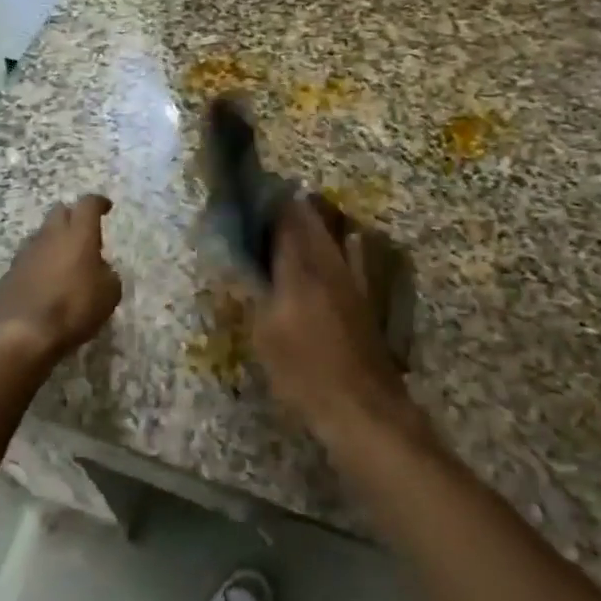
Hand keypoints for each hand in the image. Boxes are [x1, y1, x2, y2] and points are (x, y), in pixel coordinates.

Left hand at [0, 194, 120, 366]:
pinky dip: (37, 266)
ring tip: (62, 262)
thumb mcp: (109, 295)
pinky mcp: (7, 275)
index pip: (88, 204)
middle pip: (59, 212)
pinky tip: (43, 285)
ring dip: (52, 243)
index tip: (105, 207)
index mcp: (78, 235)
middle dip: (72, 217)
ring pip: (40, 236)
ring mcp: (24, 254)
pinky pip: (26, 261)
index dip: (98, 202)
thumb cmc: (73, 310)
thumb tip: (100, 270)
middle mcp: (49, 236)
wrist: (22, 336)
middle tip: (82, 234)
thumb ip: (107, 274)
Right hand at [252, 198, 412, 441]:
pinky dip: (336, 244)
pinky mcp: (363, 296)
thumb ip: (252, 293)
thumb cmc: (306, 372)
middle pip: (311, 220)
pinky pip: (348, 255)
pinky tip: (335, 247)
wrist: (362, 406)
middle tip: (265, 209)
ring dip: (311, 223)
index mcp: (301, 267)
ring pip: (330, 235)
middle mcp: (328, 262)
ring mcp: (351, 278)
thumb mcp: (265, 336)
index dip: (268, 201)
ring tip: (290, 224)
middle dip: (289, 208)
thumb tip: (237, 261)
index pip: (286, 217)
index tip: (249, 194)